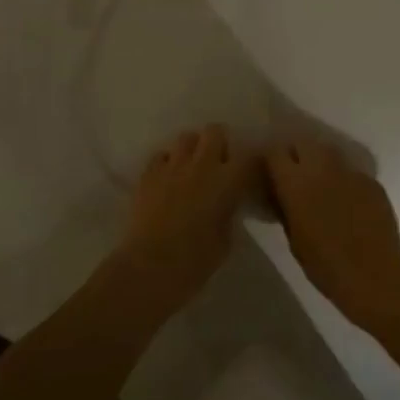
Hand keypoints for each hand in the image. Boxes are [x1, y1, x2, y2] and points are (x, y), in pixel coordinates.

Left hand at [117, 125, 254, 305]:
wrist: (149, 267)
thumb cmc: (195, 262)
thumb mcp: (226, 240)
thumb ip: (229, 212)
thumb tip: (228, 203)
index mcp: (226, 181)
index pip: (248, 156)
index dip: (251, 162)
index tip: (250, 174)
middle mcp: (201, 164)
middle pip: (215, 132)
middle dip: (219, 144)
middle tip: (219, 165)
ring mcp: (172, 165)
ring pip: (187, 137)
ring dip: (193, 149)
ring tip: (193, 168)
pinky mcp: (148, 173)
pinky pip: (162, 155)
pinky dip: (168, 163)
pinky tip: (168, 179)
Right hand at [264, 138, 399, 330]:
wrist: (375, 274)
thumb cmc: (325, 264)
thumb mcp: (294, 239)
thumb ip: (286, 209)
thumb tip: (282, 196)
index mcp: (295, 182)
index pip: (275, 151)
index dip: (271, 159)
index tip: (271, 170)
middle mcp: (321, 167)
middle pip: (303, 143)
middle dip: (296, 152)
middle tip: (295, 173)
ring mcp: (349, 171)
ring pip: (329, 151)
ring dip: (320, 161)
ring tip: (321, 181)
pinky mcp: (371, 181)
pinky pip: (351, 172)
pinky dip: (345, 180)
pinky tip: (348, 201)